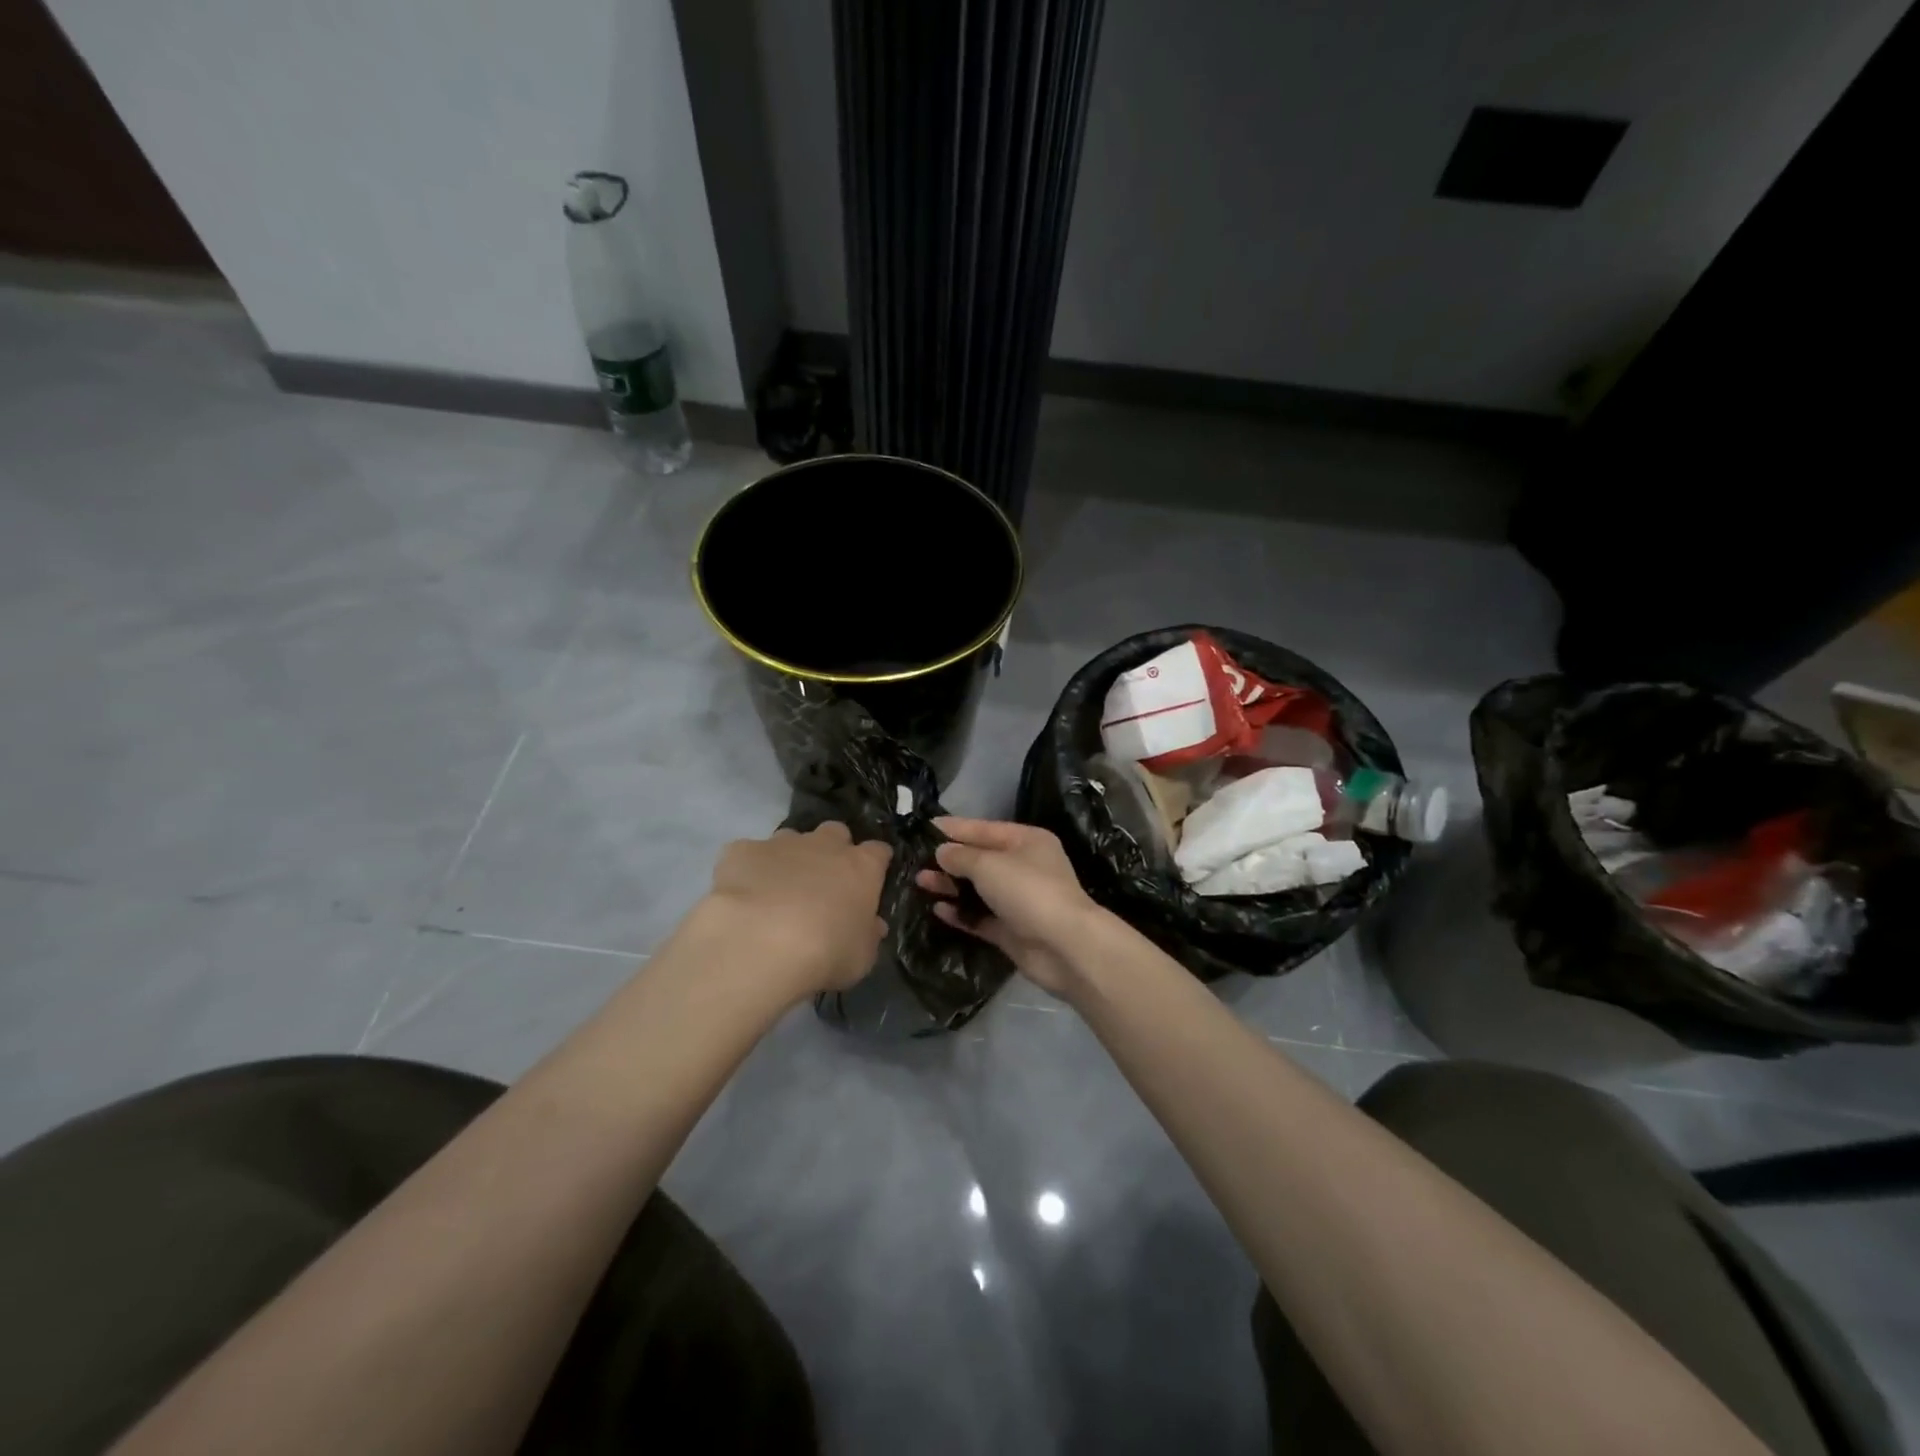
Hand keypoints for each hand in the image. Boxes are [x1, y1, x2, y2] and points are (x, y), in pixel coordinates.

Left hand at [702, 822, 891, 999]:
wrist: (759, 944)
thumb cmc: (824, 953)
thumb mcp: (860, 957)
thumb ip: (867, 936)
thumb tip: (873, 926)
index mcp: (861, 867)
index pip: (878, 852)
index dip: (875, 864)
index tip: (871, 880)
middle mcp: (824, 845)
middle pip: (835, 833)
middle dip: (832, 850)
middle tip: (823, 883)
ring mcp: (781, 844)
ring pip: (791, 839)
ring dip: (790, 857)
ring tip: (777, 891)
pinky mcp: (741, 851)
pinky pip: (748, 854)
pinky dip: (748, 870)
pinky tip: (741, 895)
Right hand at [915, 817, 1102, 997]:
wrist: (1064, 946)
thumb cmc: (1028, 891)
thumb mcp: (988, 864)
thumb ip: (961, 856)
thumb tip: (943, 852)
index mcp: (1026, 841)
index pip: (984, 829)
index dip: (954, 828)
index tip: (924, 828)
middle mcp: (1024, 867)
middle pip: (980, 859)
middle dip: (949, 859)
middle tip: (915, 860)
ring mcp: (1019, 901)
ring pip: (978, 889)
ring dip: (951, 886)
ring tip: (920, 883)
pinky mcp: (1012, 930)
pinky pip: (981, 917)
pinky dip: (961, 913)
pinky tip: (938, 910)